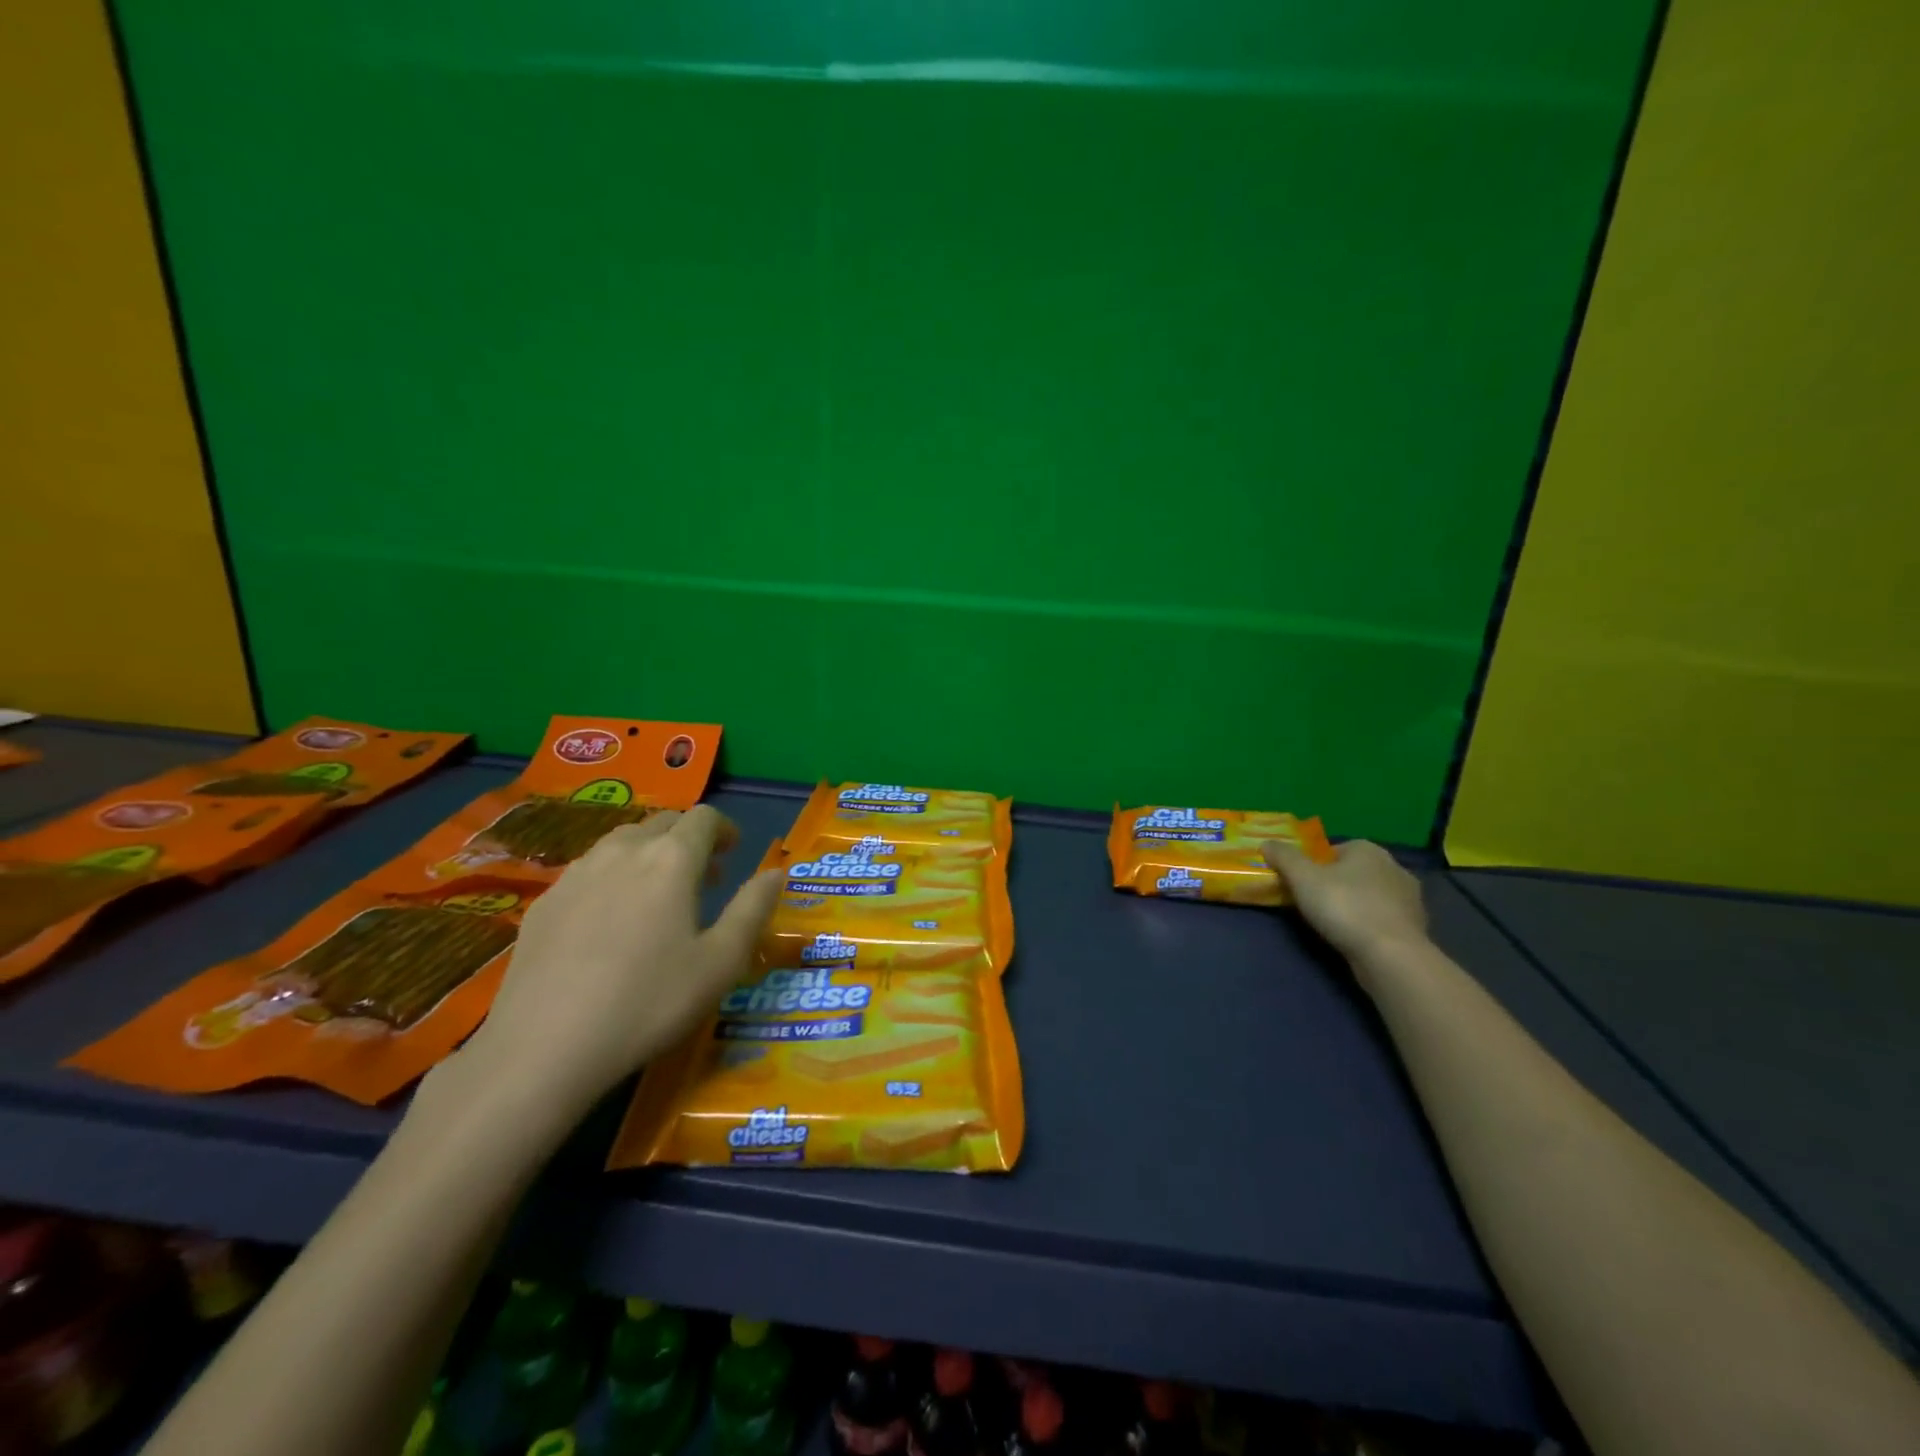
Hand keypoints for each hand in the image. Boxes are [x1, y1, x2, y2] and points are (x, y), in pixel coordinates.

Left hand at [462, 806, 780, 1116]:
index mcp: (672, 859)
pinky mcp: (544, 902)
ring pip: (621, 842)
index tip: (733, 853)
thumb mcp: (721, 962)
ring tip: (657, 895)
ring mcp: (576, 873)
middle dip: (688, 840)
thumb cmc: (649, 1001)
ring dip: (648, 854)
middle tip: (704, 877)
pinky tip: (608, 921)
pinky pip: (587, 870)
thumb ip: (753, 909)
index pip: (704, 818)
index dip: (724, 829)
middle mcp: (623, 851)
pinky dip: (611, 877)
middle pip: (662, 823)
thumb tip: (776, 872)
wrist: (544, 1047)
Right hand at [1263, 838, 1428, 962]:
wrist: (1391, 955)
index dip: (1313, 865)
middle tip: (1313, 903)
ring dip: (1355, 905)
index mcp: (1368, 849)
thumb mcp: (1302, 878)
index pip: (1333, 850)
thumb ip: (1283, 857)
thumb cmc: (1344, 907)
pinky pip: (1384, 918)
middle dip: (1335, 884)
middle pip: (1353, 872)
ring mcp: (1410, 898)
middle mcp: (1394, 867)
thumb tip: (1267, 843)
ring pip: (1371, 895)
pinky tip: (1356, 938)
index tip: (1300, 883)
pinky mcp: (1416, 926)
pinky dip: (1370, 924)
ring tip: (1334, 924)